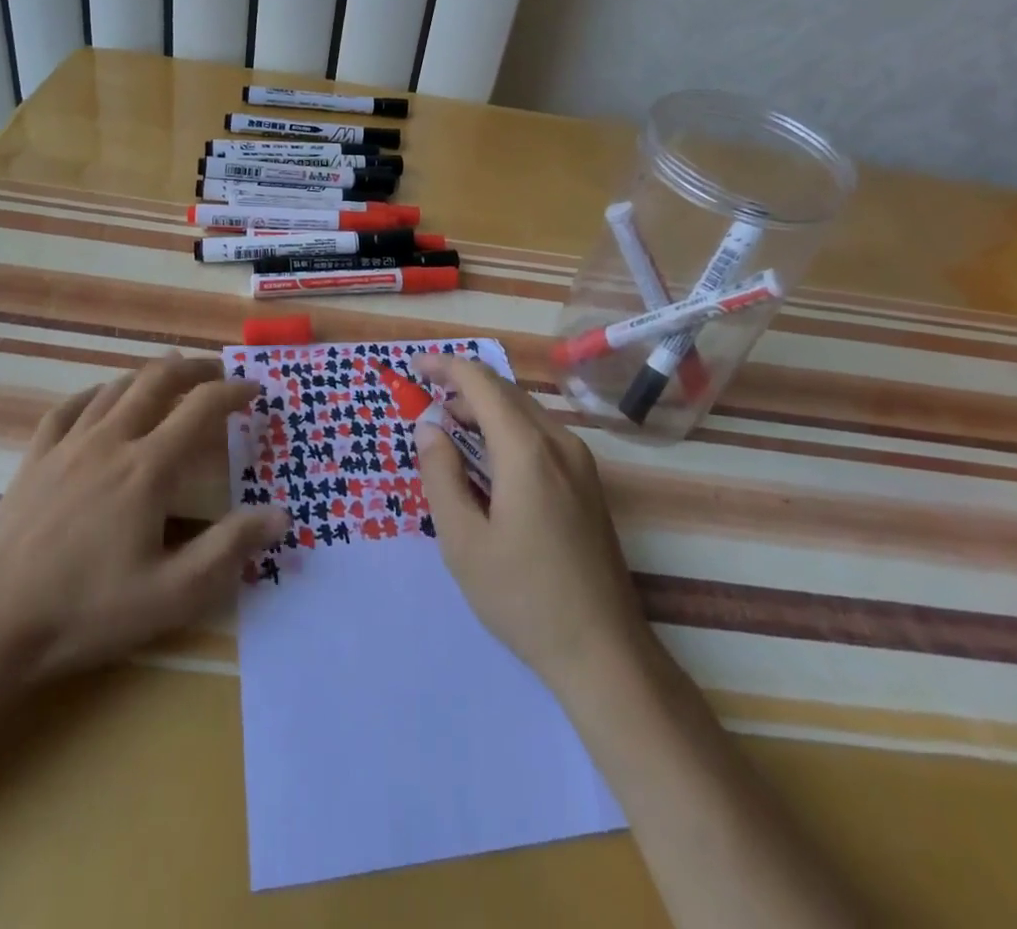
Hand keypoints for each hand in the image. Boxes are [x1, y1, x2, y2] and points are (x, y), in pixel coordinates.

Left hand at [0, 356, 286, 706]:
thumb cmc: (85, 611)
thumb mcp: (171, 594)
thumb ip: (229, 549)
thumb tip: (281, 514)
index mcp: (148, 467)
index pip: (202, 408)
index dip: (234, 391)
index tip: (255, 389)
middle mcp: (111, 440)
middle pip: (158, 380)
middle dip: (194, 368)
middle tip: (218, 370)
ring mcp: (68, 446)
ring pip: (116, 387)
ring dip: (150, 374)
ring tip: (171, 375)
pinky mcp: (35, 459)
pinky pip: (69, 408)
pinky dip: (96, 393)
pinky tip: (102, 398)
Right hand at [413, 354, 649, 699]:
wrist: (604, 651)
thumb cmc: (523, 597)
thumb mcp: (463, 541)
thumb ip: (440, 475)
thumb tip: (428, 426)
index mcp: (527, 450)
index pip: (481, 383)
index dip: (445, 366)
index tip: (413, 366)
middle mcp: (559, 442)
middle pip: (505, 391)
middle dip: (462, 387)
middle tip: (424, 403)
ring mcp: (580, 462)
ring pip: (525, 411)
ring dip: (484, 408)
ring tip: (449, 430)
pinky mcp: (588, 482)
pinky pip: (540, 434)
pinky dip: (507, 429)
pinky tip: (488, 459)